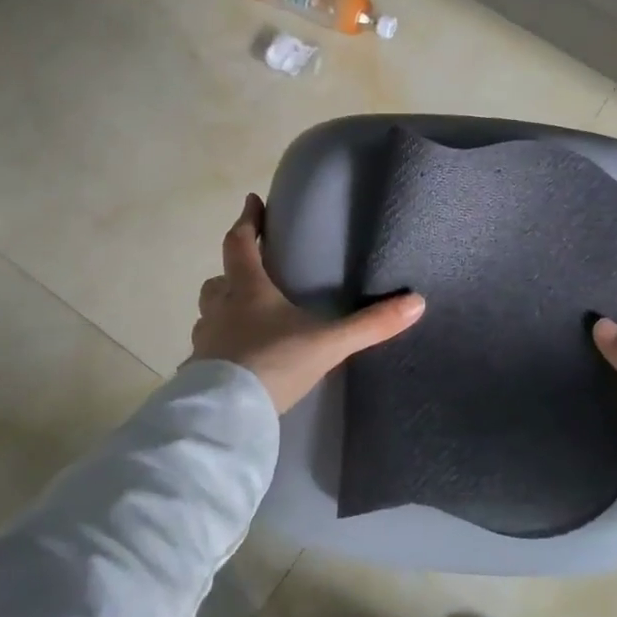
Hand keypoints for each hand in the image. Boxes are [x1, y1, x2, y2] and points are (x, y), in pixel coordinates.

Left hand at [190, 195, 426, 413]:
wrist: (228, 415)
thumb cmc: (274, 364)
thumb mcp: (329, 343)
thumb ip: (370, 325)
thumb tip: (417, 302)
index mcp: (248, 291)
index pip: (241, 244)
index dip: (247, 221)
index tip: (252, 201)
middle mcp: (220, 310)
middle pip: (217, 280)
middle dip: (231, 271)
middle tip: (249, 271)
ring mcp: (206, 342)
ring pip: (208, 314)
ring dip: (222, 309)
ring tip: (243, 317)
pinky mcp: (199, 371)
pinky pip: (207, 349)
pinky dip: (219, 347)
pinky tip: (234, 361)